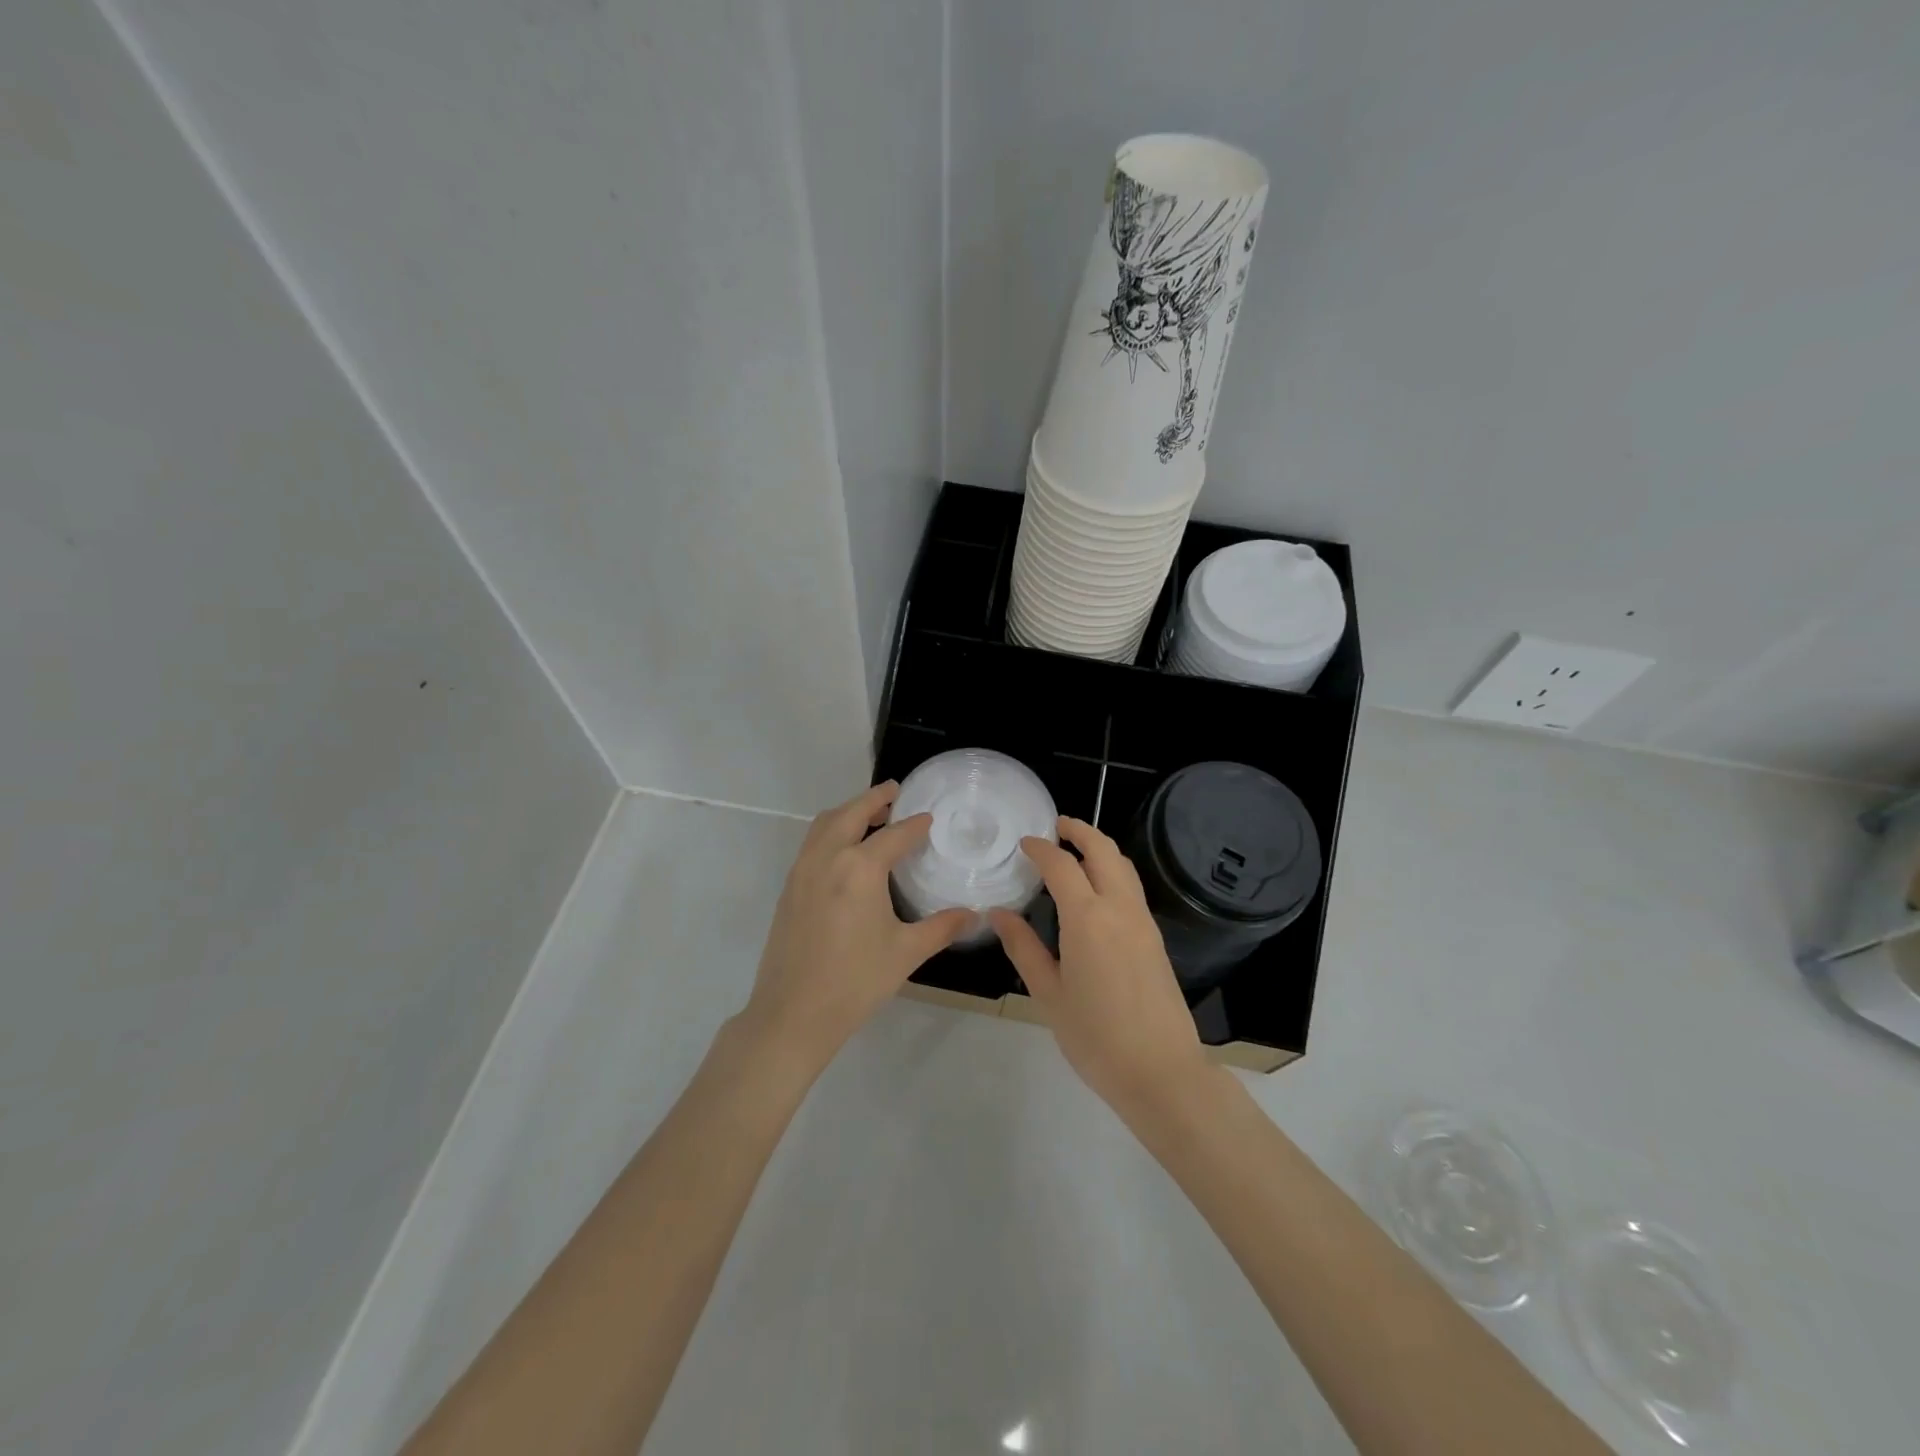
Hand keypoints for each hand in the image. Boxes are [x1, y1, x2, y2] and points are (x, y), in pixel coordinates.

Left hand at [742, 782, 969, 1075]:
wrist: (793, 1013)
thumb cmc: (855, 981)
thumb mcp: (906, 953)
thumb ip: (942, 927)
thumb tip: (974, 914)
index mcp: (860, 868)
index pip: (895, 834)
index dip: (915, 825)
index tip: (929, 818)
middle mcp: (828, 857)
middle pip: (851, 813)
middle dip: (874, 798)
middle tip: (895, 791)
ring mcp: (802, 870)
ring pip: (825, 824)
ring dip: (848, 811)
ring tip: (870, 814)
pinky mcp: (789, 887)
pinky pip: (812, 843)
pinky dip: (831, 830)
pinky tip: (845, 850)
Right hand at [990, 817, 1209, 1115]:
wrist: (1161, 1072)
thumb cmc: (1095, 1037)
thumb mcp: (1048, 994)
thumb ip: (1023, 948)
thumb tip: (999, 913)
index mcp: (1087, 918)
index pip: (1062, 866)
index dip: (1041, 849)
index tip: (1024, 843)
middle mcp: (1119, 908)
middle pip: (1103, 851)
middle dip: (1080, 831)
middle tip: (1057, 826)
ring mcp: (1143, 922)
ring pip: (1123, 866)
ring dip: (1100, 848)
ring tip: (1076, 850)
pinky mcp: (1156, 938)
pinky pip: (1132, 888)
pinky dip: (1113, 872)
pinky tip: (1096, 890)